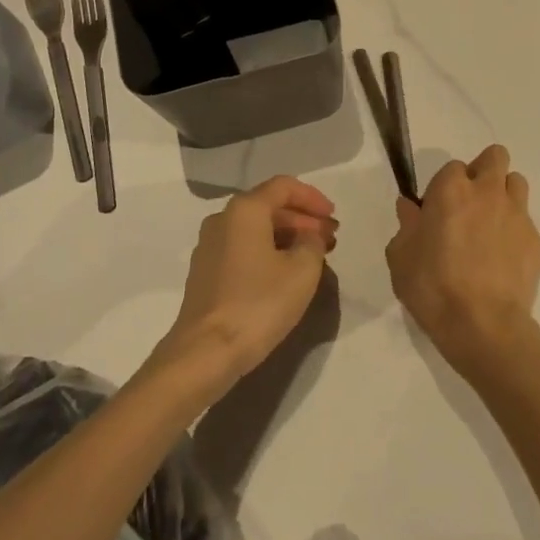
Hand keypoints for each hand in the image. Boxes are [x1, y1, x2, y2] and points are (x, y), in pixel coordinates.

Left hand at [155, 176, 338, 392]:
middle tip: (330, 239)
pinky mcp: (205, 272)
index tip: (333, 218)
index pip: (283, 186)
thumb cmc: (258, 304)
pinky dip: (268, 251)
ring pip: (256, 229)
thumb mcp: (302, 271)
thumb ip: (312, 243)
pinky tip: (286, 273)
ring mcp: (209, 246)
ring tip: (313, 256)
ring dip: (287, 236)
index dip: (313, 198)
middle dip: (303, 219)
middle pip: (269, 206)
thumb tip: (308, 237)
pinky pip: (243, 248)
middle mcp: (222, 219)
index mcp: (245, 209)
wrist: (205, 352)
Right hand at [387, 144, 539, 381]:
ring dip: (504, 194)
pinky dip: (514, 231)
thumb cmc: (433, 288)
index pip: (452, 167)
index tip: (437, 211)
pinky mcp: (535, 241)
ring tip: (491, 225)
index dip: (444, 186)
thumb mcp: (401, 258)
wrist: (484, 326)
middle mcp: (487, 192)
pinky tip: (503, 258)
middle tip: (470, 202)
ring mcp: (517, 214)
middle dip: (484, 171)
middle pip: (495, 157)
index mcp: (451, 190)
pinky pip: (526, 221)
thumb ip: (406, 226)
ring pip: (516, 183)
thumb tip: (410, 208)